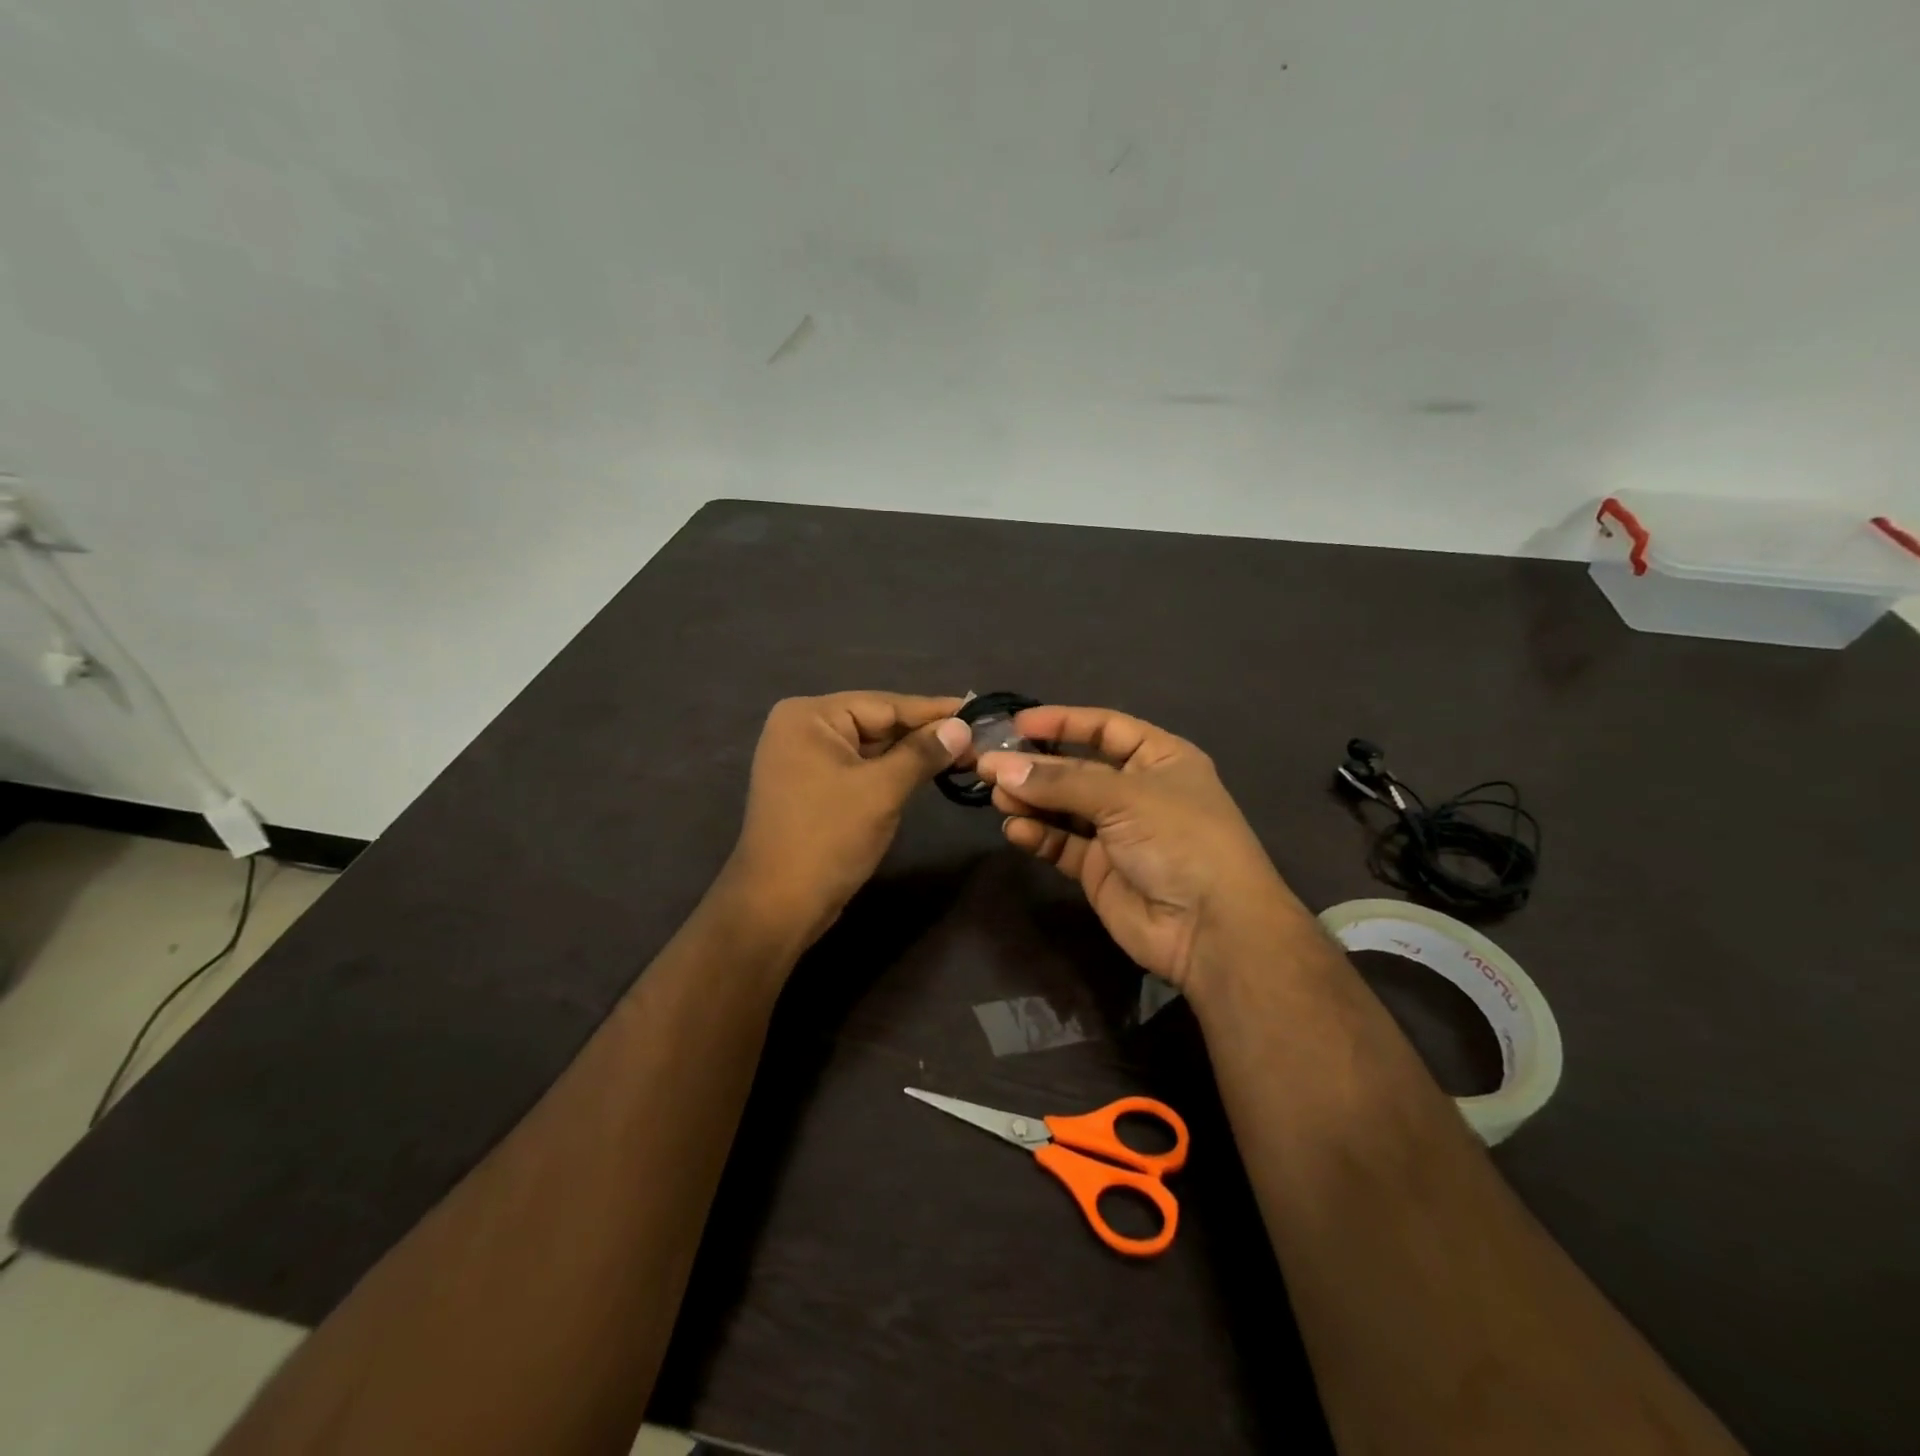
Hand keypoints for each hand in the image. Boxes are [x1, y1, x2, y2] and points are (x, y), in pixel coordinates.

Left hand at [722, 692, 970, 946]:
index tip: (979, 711)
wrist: (778, 906)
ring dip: (913, 755)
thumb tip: (962, 727)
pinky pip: (860, 769)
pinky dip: (892, 772)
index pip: (885, 705)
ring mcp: (805, 760)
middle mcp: (803, 729)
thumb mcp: (882, 790)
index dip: (935, 711)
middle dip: (926, 735)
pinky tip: (928, 773)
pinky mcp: (813, 788)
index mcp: (809, 716)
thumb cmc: (828, 838)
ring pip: (871, 748)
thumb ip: (923, 753)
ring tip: (964, 755)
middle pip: (877, 723)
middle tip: (978, 740)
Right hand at [978, 706, 1310, 995]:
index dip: (1063, 722)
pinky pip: (1062, 844)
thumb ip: (1059, 783)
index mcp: (1160, 758)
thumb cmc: (1179, 839)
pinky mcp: (1100, 870)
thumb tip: (1000, 768)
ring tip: (997, 797)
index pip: (1105, 727)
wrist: (1210, 927)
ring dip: (1031, 800)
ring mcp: (1118, 832)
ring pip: (1063, 808)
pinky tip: (1017, 830)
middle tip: (988, 765)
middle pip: (1077, 769)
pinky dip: (1039, 835)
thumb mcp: (1123, 796)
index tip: (1017, 723)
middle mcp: (1138, 791)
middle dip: (1035, 766)